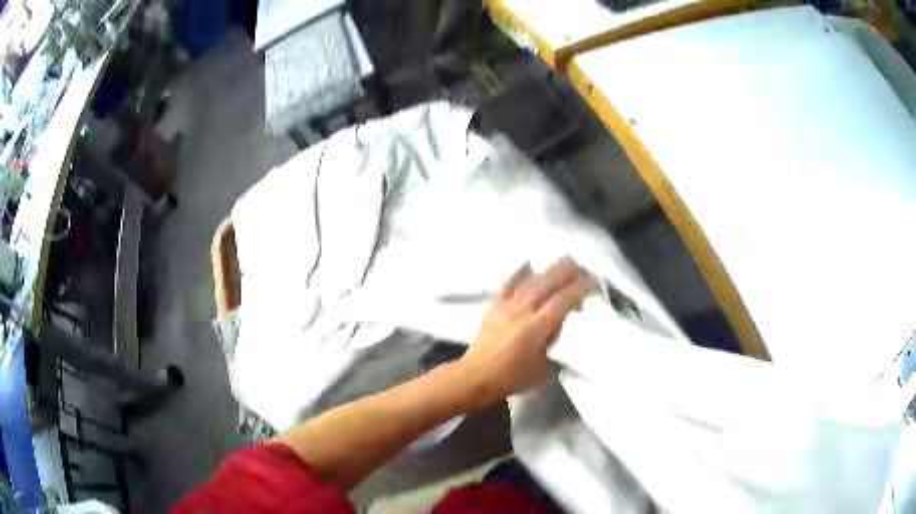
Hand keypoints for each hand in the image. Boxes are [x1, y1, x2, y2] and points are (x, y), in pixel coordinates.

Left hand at [457, 259, 591, 404]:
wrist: (476, 376)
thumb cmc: (512, 377)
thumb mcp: (544, 370)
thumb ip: (558, 350)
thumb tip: (567, 334)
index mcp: (537, 327)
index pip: (563, 301)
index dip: (579, 289)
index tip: (592, 282)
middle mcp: (523, 310)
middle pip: (547, 284)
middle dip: (565, 272)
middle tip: (580, 265)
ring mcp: (506, 306)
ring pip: (530, 281)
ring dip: (547, 270)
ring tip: (561, 262)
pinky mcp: (494, 306)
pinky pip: (508, 284)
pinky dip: (518, 272)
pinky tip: (527, 264)